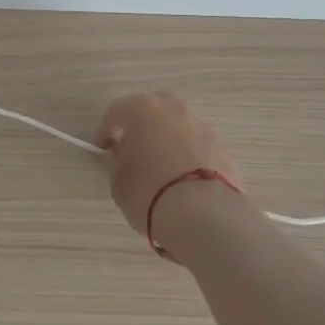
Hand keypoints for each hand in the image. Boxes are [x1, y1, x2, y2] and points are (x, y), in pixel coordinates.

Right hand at [95, 91, 242, 242]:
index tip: (102, 150)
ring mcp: (201, 127)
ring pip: (178, 126)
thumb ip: (118, 162)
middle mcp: (174, 110)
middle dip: (141, 125)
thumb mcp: (119, 181)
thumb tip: (124, 155)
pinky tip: (183, 180)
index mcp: (142, 109)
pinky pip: (196, 147)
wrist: (205, 215)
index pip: (117, 111)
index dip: (106, 131)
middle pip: (152, 109)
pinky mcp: (222, 148)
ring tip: (161, 167)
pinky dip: (188, 156)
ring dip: (167, 139)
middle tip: (133, 148)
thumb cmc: (149, 192)